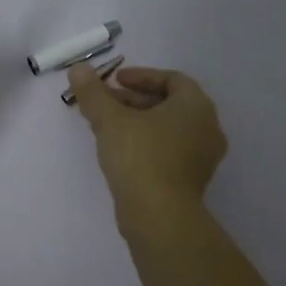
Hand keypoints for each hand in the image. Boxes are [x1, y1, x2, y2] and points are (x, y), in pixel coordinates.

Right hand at [68, 63, 227, 233]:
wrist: (159, 216)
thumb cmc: (139, 157)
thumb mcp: (110, 119)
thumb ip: (93, 92)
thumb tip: (78, 69)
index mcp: (196, 105)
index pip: (172, 79)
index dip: (141, 76)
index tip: (114, 81)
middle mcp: (207, 127)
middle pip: (169, 103)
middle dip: (134, 100)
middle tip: (104, 103)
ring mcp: (203, 157)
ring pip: (168, 129)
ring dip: (138, 122)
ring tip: (106, 127)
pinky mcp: (192, 180)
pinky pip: (169, 150)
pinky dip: (147, 143)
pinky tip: (120, 152)